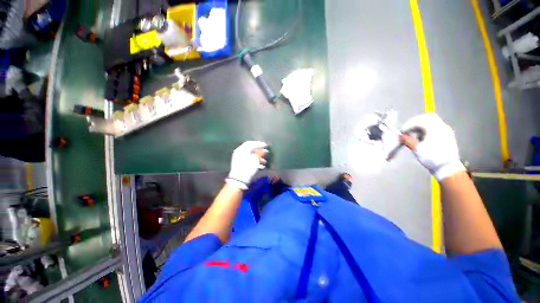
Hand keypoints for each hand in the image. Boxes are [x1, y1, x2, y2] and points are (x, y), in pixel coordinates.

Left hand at [226, 141, 267, 189]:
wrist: (239, 180)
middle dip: (259, 151)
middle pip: (251, 149)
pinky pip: (249, 161)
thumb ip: (259, 153)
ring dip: (258, 157)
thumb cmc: (247, 168)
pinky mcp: (241, 165)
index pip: (250, 143)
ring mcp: (239, 159)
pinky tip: (261, 166)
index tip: (265, 145)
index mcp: (241, 150)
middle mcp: (239, 153)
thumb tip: (263, 149)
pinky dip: (255, 162)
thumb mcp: (255, 160)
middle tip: (266, 152)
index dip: (258, 143)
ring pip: (250, 156)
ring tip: (265, 161)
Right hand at [400, 114, 464, 180]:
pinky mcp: (448, 136)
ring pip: (433, 122)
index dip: (409, 124)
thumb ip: (408, 140)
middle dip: (416, 122)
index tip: (402, 131)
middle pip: (428, 117)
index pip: (419, 120)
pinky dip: (428, 130)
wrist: (447, 168)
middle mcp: (442, 127)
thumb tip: (401, 136)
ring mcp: (447, 131)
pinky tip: (424, 138)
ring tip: (415, 135)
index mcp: (434, 128)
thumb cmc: (431, 157)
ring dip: (422, 126)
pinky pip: (437, 127)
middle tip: (409, 129)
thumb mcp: (417, 149)